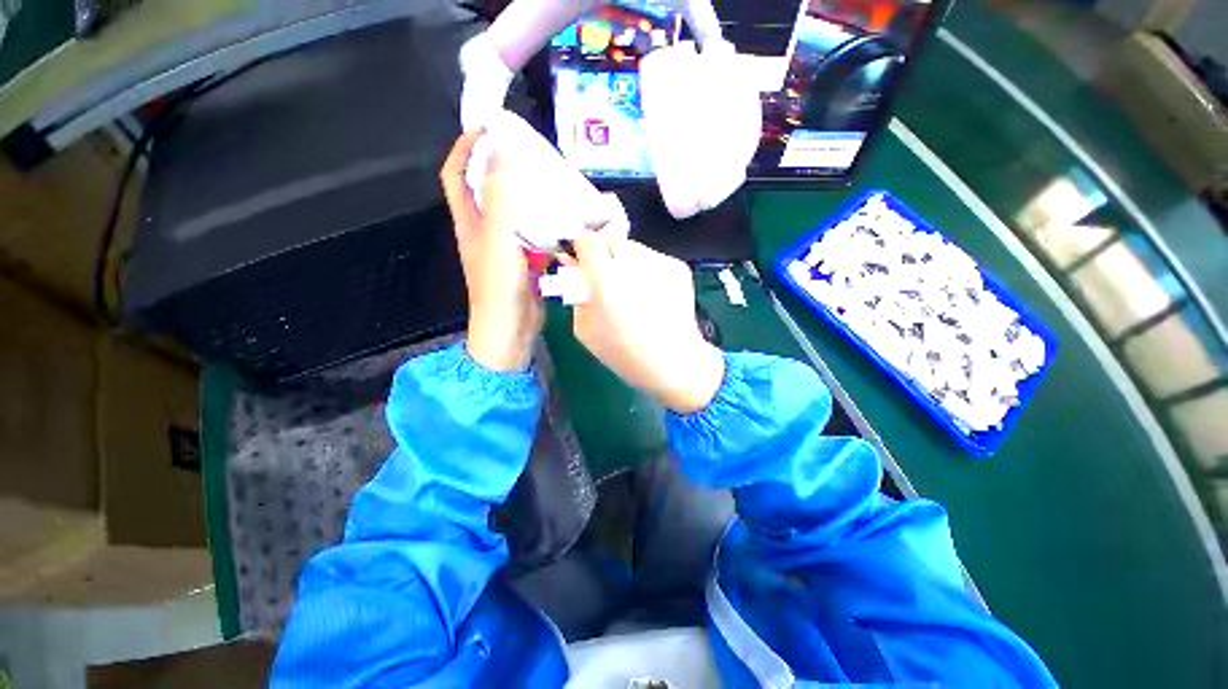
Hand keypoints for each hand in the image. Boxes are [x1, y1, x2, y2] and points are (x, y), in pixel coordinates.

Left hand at [441, 130, 543, 371]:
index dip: (466, 148)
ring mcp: (507, 247)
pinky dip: (545, 221)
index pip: (456, 174)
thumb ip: (500, 198)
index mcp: (470, 222)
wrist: (513, 330)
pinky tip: (564, 216)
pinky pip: (534, 233)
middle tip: (531, 153)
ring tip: (552, 179)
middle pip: (488, 189)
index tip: (490, 128)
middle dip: (504, 166)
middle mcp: (485, 231)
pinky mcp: (526, 261)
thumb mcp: (498, 240)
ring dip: (528, 194)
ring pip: (514, 211)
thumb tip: (501, 151)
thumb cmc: (500, 288)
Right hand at [568, 233, 724, 413]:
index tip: (582, 264)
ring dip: (625, 262)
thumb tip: (577, 272)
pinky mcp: (678, 267)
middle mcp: (633, 262)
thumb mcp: (584, 329)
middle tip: (606, 278)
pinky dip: (646, 271)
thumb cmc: (624, 353)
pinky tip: (652, 296)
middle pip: (610, 238)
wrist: (675, 361)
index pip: (587, 240)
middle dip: (603, 254)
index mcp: (605, 279)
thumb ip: (577, 295)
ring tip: (632, 291)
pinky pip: (652, 260)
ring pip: (633, 248)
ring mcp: (660, 262)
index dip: (581, 249)